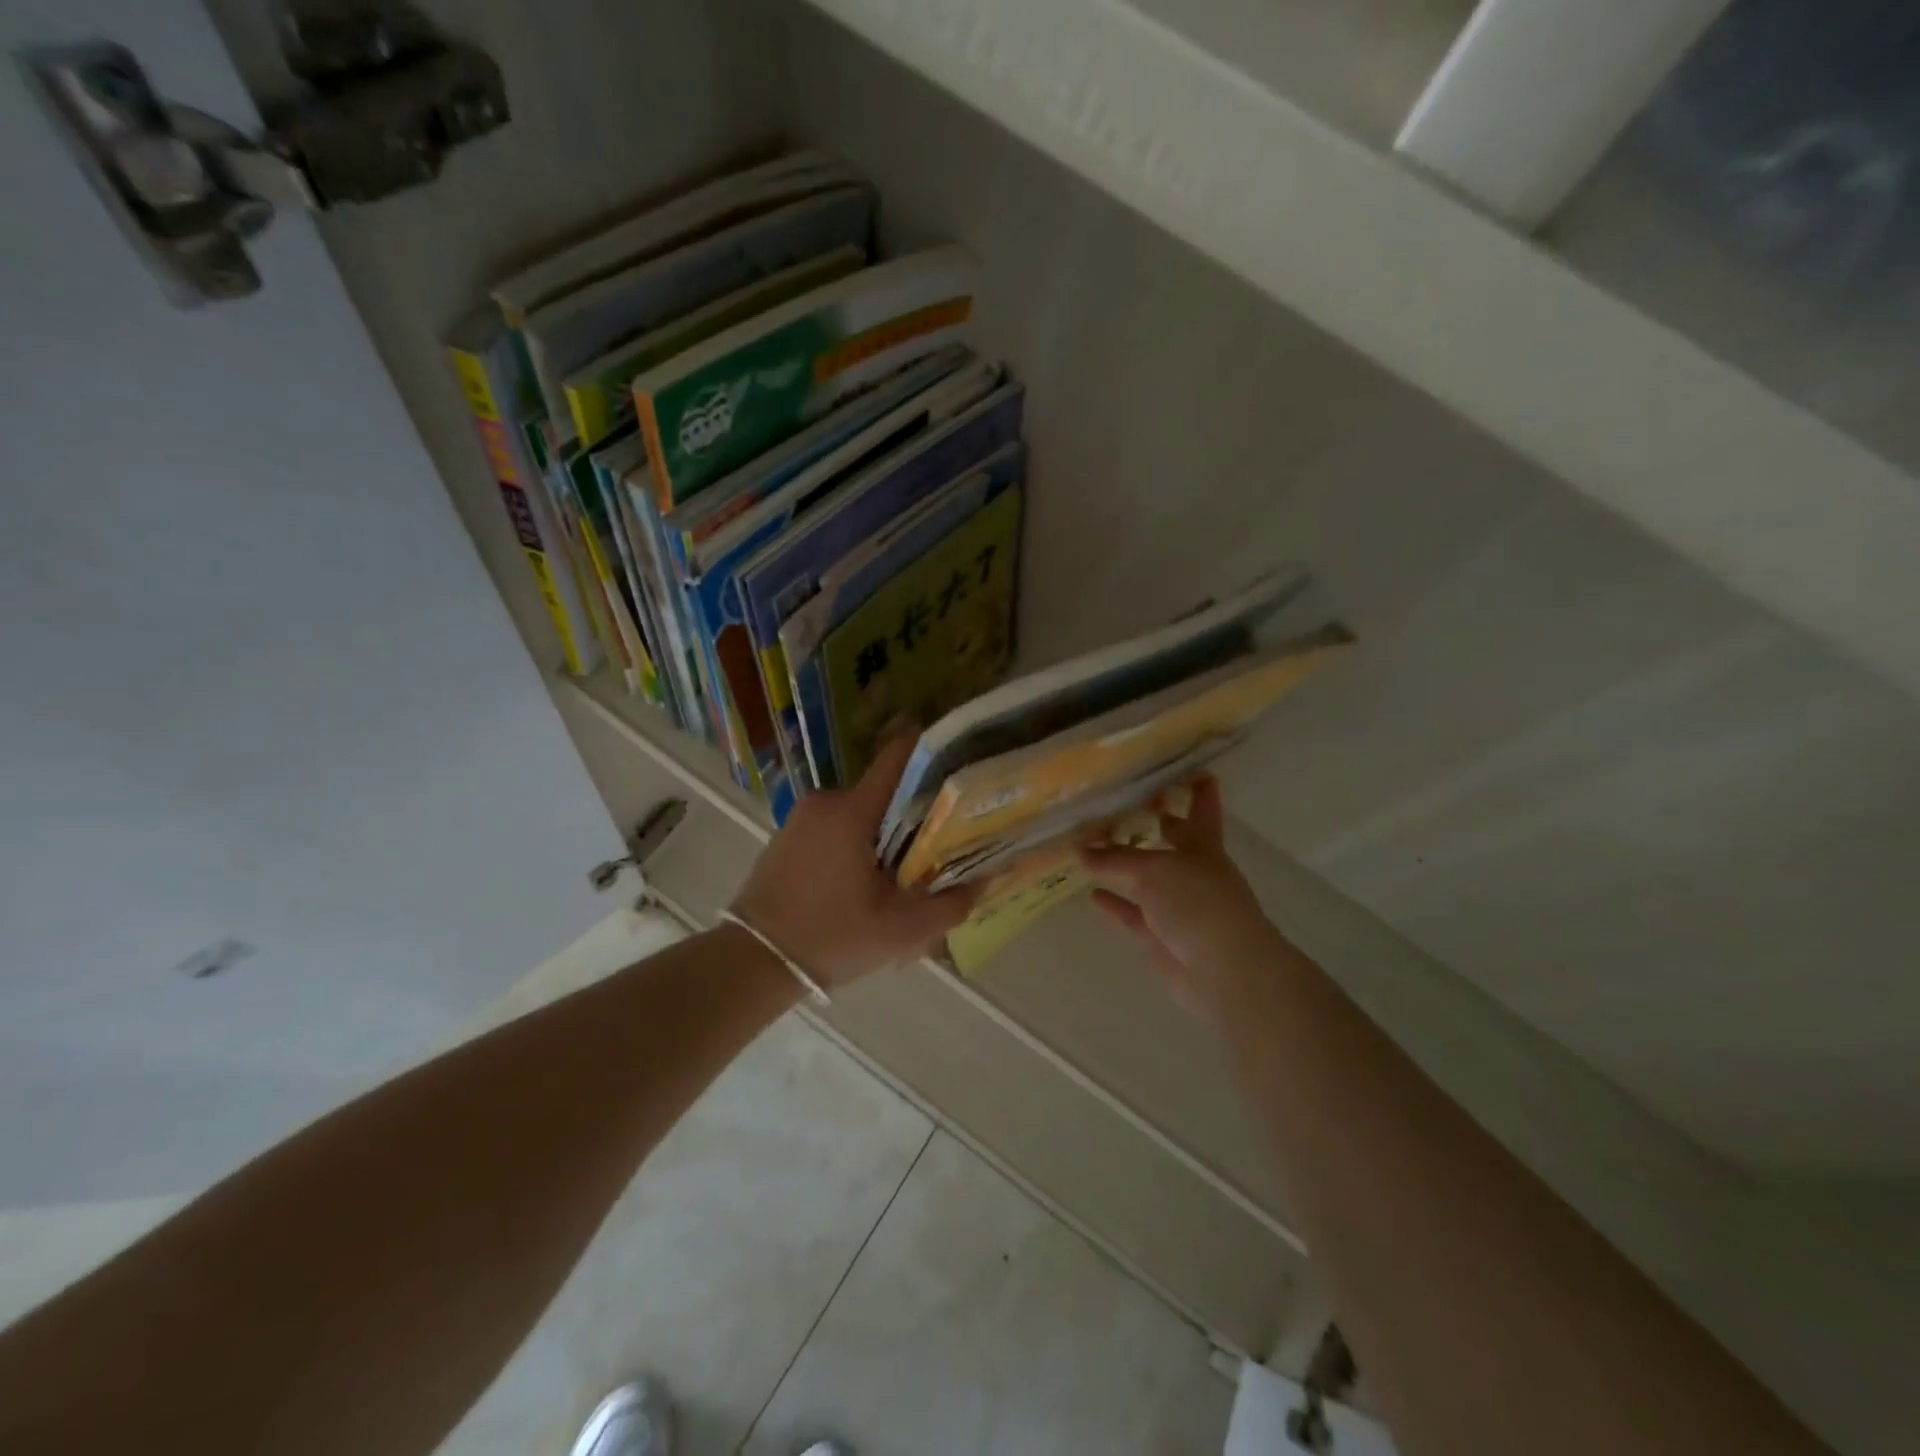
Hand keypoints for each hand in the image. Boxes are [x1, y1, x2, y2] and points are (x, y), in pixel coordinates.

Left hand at [730, 734, 976, 989]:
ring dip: (885, 833)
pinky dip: (858, 841)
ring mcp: (803, 815)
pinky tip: (866, 879)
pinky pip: (837, 825)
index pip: (899, 756)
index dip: (934, 752)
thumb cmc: (832, 937)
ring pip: (862, 810)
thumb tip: (988, 880)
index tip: (961, 762)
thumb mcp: (901, 930)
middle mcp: (826, 800)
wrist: (754, 961)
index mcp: (853, 810)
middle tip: (943, 841)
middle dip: (916, 811)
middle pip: (886, 789)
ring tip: (906, 870)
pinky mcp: (789, 833)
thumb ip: (951, 904)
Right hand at [1080, 776, 1278, 1021]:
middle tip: (1119, 800)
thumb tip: (1080, 848)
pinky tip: (1091, 893)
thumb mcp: (1153, 870)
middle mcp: (1192, 869)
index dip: (1195, 784)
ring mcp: (1177, 903)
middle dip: (1153, 820)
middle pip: (1171, 838)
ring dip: (1123, 863)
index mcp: (1203, 844)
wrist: (1224, 971)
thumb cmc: (1197, 904)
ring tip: (1091, 846)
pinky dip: (1114, 902)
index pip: (1202, 805)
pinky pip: (1132, 912)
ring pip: (1146, 876)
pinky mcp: (1161, 934)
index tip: (1180, 763)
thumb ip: (1114, 858)